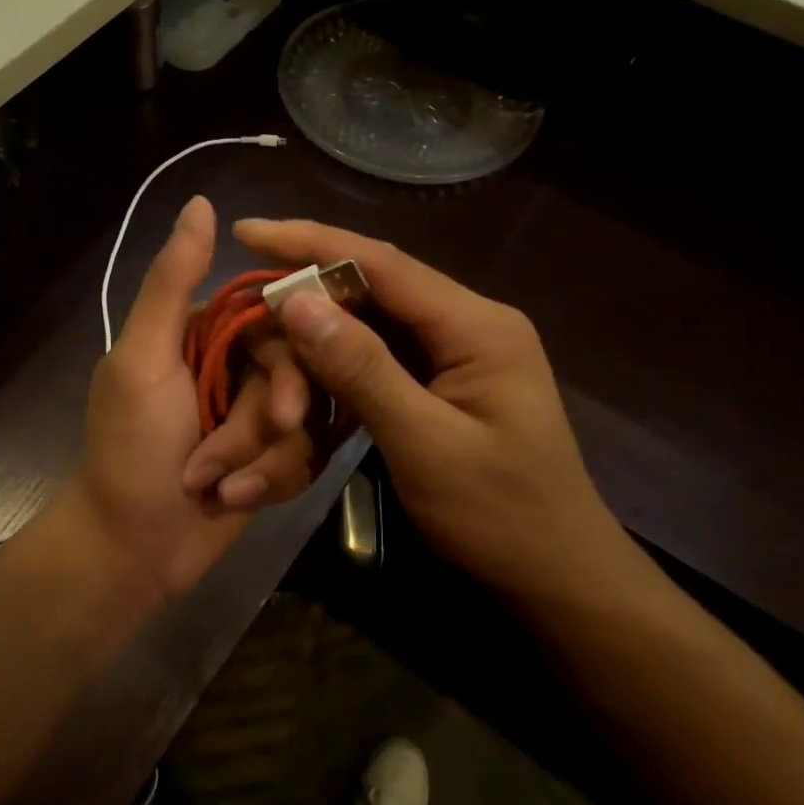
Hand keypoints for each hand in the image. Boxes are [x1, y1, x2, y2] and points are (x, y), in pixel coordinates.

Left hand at [73, 197, 315, 600]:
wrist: (130, 548)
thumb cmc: (130, 449)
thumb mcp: (144, 360)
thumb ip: (171, 283)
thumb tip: (200, 203)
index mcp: (203, 333)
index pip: (276, 321)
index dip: (290, 362)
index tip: (280, 405)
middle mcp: (232, 367)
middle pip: (297, 376)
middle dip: (266, 424)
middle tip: (241, 455)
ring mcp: (250, 416)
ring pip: (303, 421)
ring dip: (261, 461)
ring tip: (218, 487)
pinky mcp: (267, 460)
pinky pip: (301, 458)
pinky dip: (269, 482)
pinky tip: (234, 501)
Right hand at [236, 219, 615, 596]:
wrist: (557, 572)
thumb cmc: (498, 514)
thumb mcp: (424, 442)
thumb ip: (362, 369)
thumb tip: (297, 300)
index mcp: (476, 325)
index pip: (381, 264)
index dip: (310, 243)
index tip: (246, 232)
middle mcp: (470, 323)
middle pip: (376, 285)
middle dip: (310, 287)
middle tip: (247, 296)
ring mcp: (460, 351)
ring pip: (376, 318)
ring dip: (322, 325)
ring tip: (265, 326)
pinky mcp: (447, 380)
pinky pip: (384, 352)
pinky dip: (342, 356)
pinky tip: (306, 363)